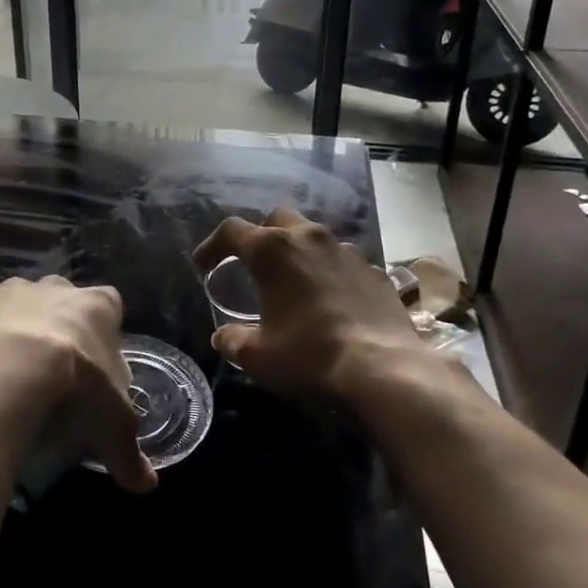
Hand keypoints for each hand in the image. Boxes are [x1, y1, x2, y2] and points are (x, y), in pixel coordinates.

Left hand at [0, 276, 157, 492]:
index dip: (103, 334)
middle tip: (52, 370)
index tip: (94, 366)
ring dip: (19, 326)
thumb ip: (129, 453)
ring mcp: (15, 289)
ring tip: (11, 371)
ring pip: (21, 301)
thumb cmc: (76, 387)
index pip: (110, 308)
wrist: (7, 369)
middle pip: (63, 300)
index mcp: (99, 306)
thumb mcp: (112, 426)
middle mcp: (59, 288)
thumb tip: (146, 486)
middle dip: (59, 325)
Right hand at [193, 206, 430, 401]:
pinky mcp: (374, 270)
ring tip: (294, 282)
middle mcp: (309, 238)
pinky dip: (330, 272)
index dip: (212, 245)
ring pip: (313, 237)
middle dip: (261, 235)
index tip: (204, 264)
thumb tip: (223, 336)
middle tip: (253, 263)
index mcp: (272, 250)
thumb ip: (233, 340)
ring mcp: (346, 251)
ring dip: (298, 252)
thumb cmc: (309, 355)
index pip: (231, 231)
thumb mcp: (258, 356)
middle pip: (276, 219)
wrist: (383, 369)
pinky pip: (343, 261)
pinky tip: (331, 300)